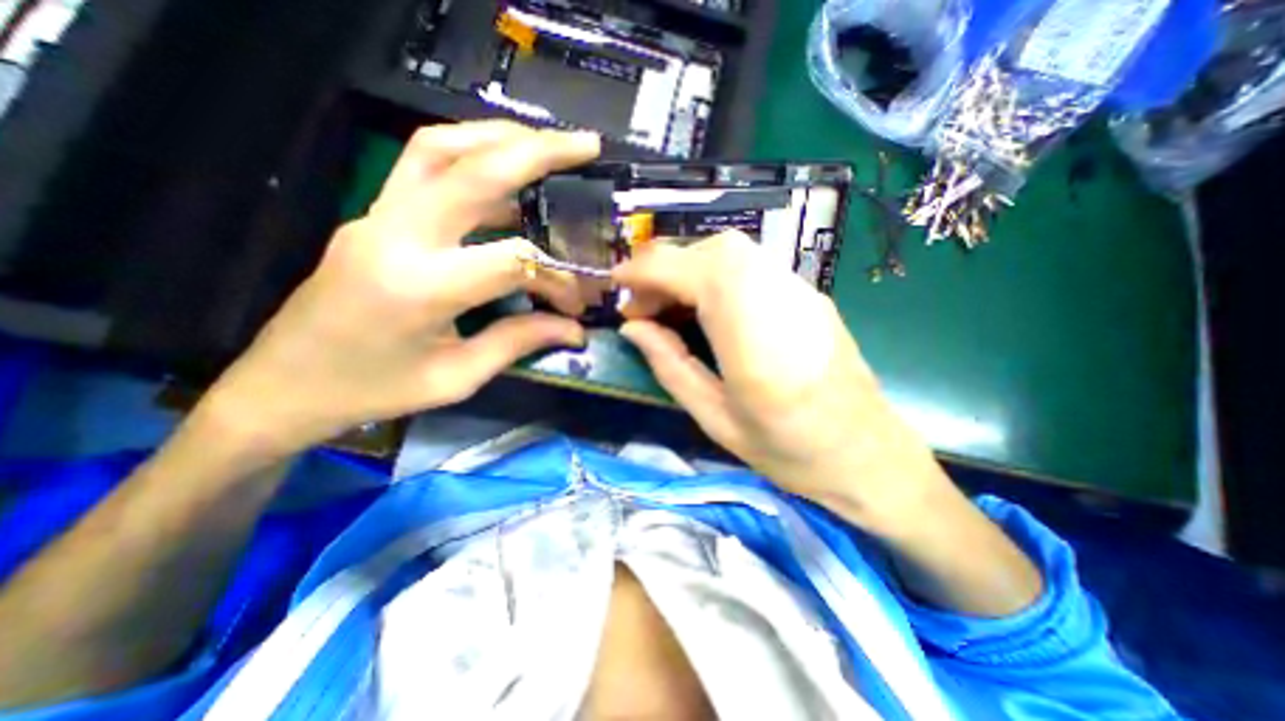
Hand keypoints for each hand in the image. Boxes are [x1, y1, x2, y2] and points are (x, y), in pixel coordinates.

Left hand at [201, 120, 602, 453]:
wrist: (284, 384)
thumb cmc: (374, 390)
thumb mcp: (457, 377)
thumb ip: (519, 341)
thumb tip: (574, 329)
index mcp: (420, 288)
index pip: (512, 261)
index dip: (557, 277)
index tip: (579, 301)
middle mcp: (395, 236)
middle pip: (471, 169)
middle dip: (537, 151)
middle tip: (586, 145)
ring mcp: (377, 216)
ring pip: (439, 147)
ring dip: (499, 138)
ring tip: (547, 145)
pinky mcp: (374, 215)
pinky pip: (424, 166)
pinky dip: (472, 155)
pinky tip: (506, 171)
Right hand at [612, 231, 952, 529]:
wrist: (869, 455)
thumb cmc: (790, 451)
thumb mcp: (716, 418)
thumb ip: (671, 365)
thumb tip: (633, 327)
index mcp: (753, 334)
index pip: (692, 271)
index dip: (645, 270)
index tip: (616, 287)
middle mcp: (780, 296)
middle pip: (713, 250)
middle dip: (666, 268)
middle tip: (644, 306)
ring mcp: (800, 290)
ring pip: (733, 252)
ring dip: (690, 270)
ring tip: (670, 307)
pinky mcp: (808, 294)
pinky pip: (752, 266)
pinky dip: (716, 275)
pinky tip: (707, 308)